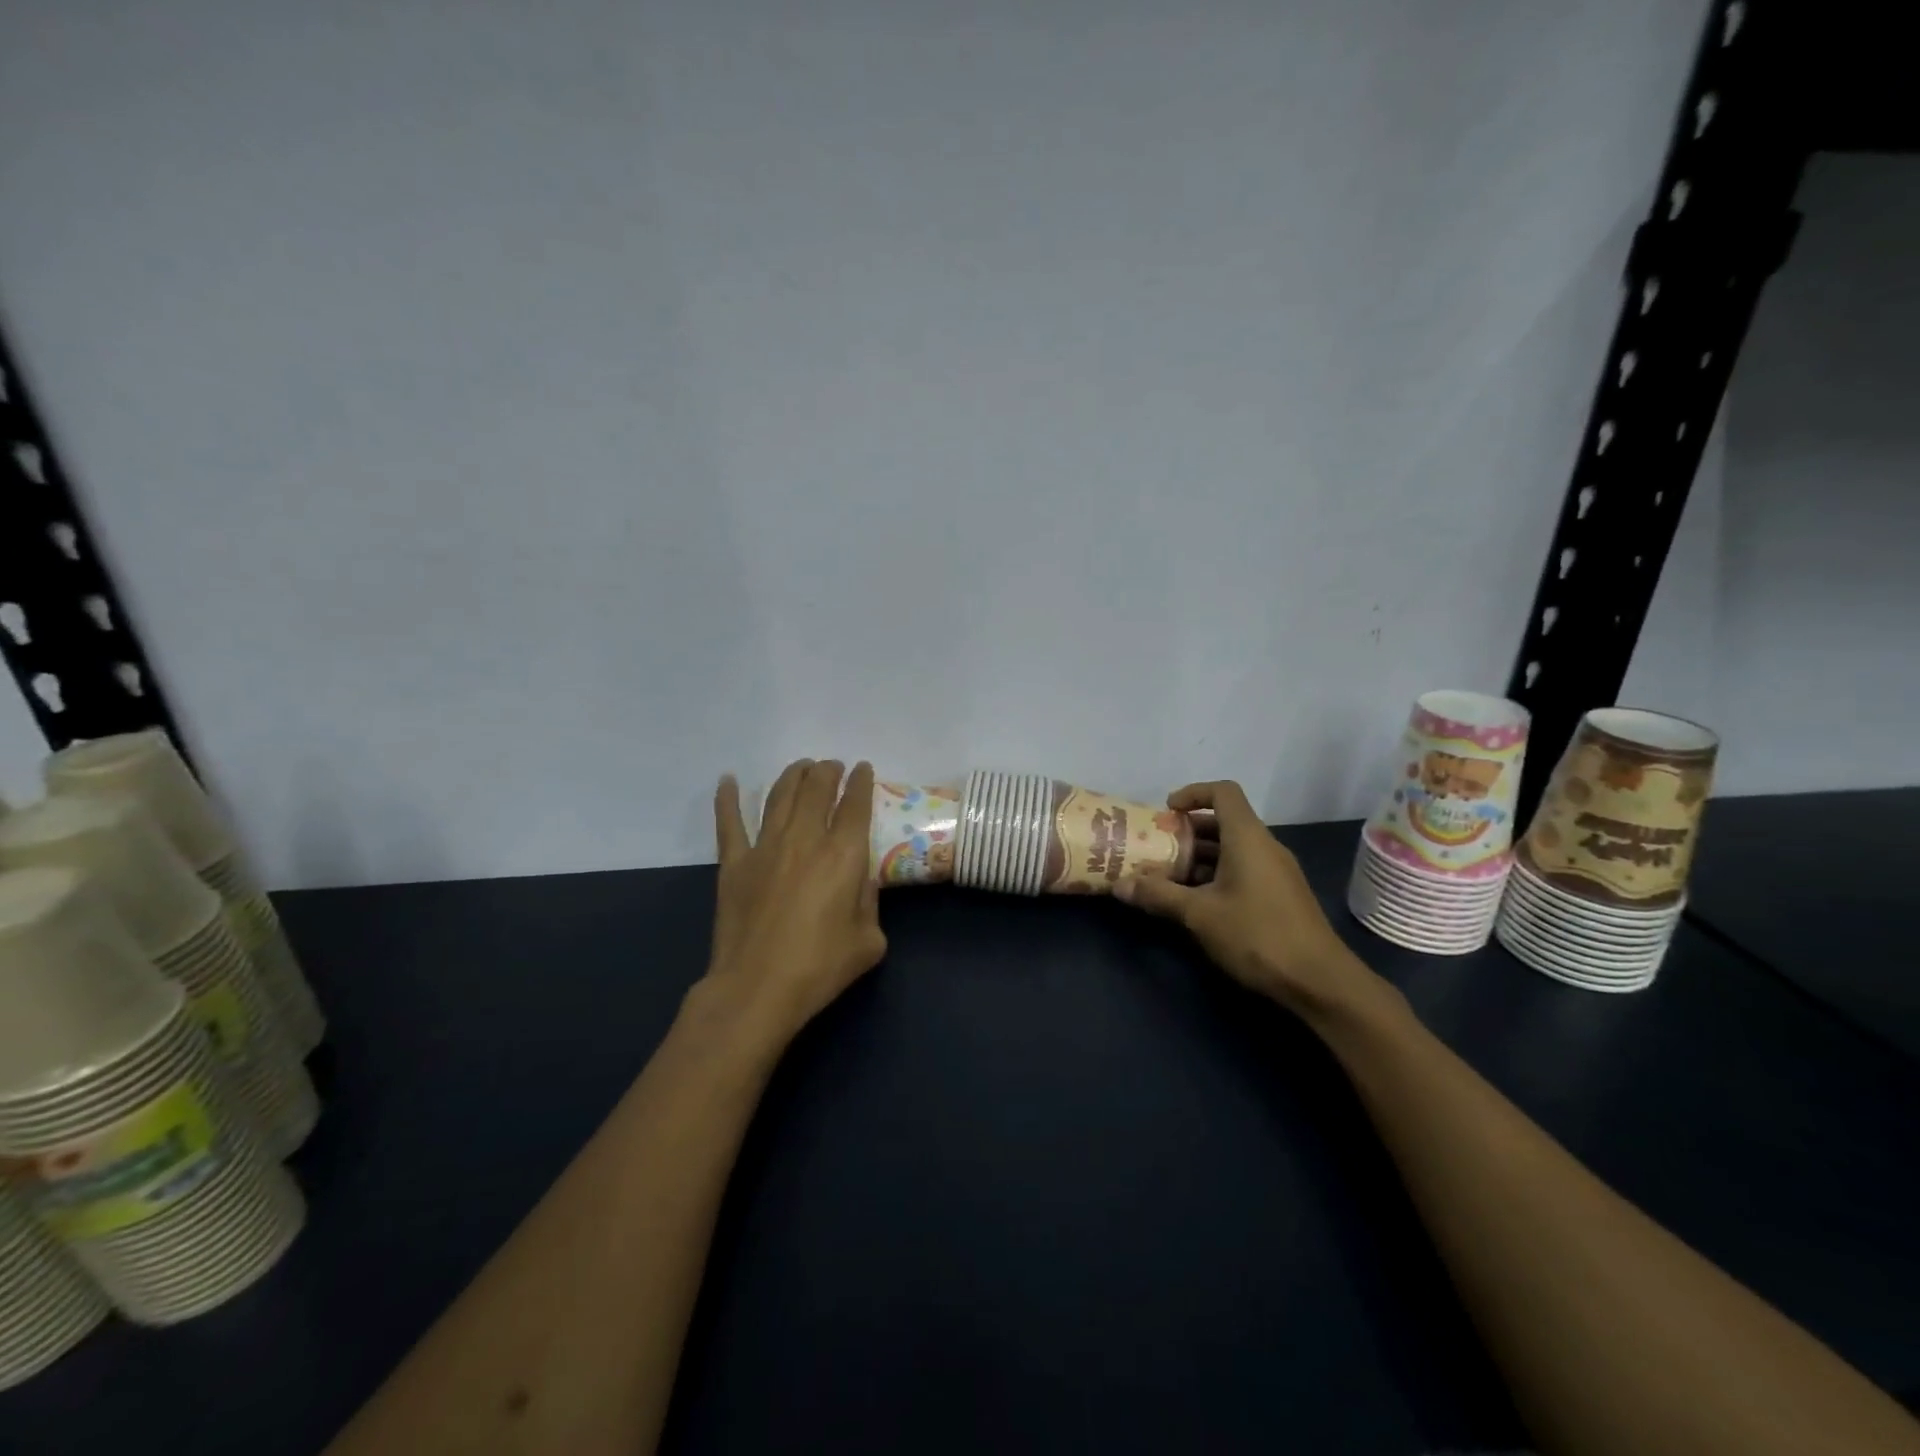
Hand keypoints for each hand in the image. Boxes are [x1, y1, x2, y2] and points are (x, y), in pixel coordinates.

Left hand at [698, 759, 887, 1044]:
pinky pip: (729, 822)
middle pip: (817, 788)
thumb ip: (870, 903)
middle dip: (828, 771)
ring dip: (793, 775)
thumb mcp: (868, 941)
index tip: (863, 770)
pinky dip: (727, 799)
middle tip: (833, 767)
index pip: (855, 804)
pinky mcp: (734, 863)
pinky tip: (728, 780)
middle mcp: (805, 839)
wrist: (757, 988)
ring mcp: (765, 847)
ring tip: (802, 767)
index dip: (861, 782)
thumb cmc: (819, 967)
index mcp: (843, 855)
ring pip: (780, 795)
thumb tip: (861, 880)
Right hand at [1115, 780, 1389, 1020]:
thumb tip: (1118, 885)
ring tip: (1168, 877)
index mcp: (1247, 838)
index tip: (1167, 812)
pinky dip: (1217, 875)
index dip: (1193, 793)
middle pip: (1223, 821)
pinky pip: (1244, 869)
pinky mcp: (1281, 895)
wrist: (1320, 981)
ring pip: (1232, 849)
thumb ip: (1158, 895)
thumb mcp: (1199, 914)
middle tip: (1156, 848)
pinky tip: (1197, 902)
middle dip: (1187, 832)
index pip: (1222, 792)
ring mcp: (1276, 872)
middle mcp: (1265, 846)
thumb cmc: (1257, 935)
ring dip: (1199, 857)